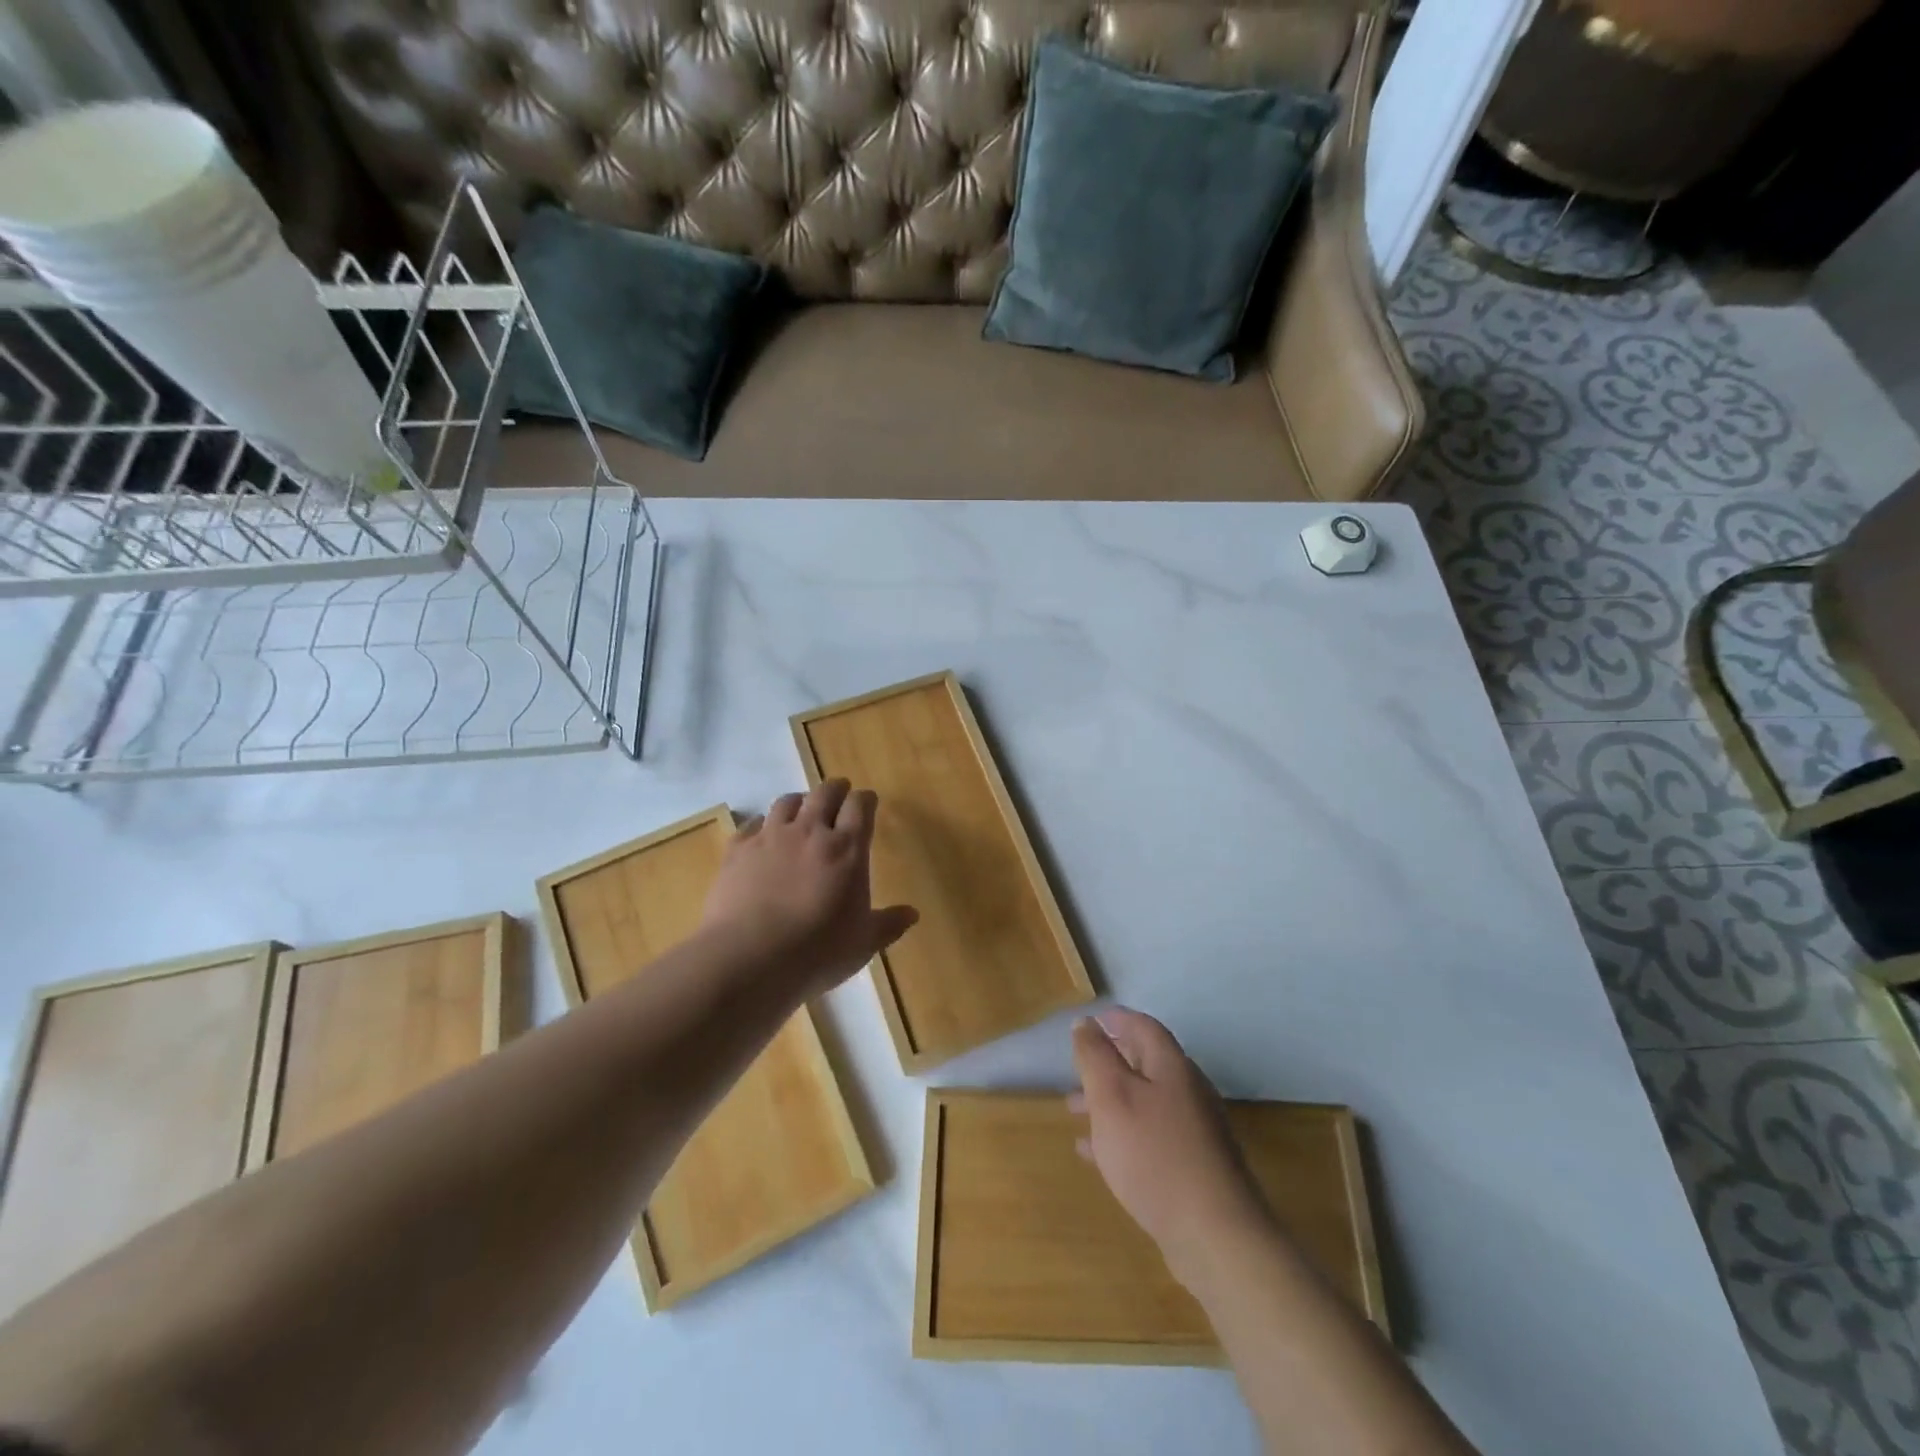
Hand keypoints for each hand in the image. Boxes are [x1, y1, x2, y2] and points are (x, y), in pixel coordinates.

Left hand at [700, 779, 918, 995]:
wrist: (750, 957)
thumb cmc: (817, 951)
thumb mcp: (863, 943)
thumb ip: (888, 924)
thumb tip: (912, 914)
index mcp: (847, 848)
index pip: (860, 806)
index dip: (865, 800)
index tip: (868, 802)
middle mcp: (810, 831)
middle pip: (825, 793)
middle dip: (836, 789)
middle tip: (840, 794)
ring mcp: (771, 837)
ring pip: (787, 801)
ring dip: (799, 801)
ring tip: (802, 809)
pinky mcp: (738, 850)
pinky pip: (752, 824)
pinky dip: (762, 824)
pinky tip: (763, 835)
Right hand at [1070, 1008, 1273, 1285]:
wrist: (1215, 1235)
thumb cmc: (1154, 1154)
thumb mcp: (1112, 1097)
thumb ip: (1095, 1056)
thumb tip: (1085, 1022)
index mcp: (1172, 1067)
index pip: (1144, 1027)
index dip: (1116, 1019)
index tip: (1090, 1021)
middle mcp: (1188, 1092)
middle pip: (1145, 1064)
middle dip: (1109, 1062)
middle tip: (1077, 1068)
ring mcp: (1195, 1132)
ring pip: (1145, 1102)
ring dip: (1109, 1101)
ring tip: (1074, 1111)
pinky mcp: (1194, 1168)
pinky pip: (1151, 1137)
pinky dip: (1122, 1134)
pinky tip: (1096, 1154)